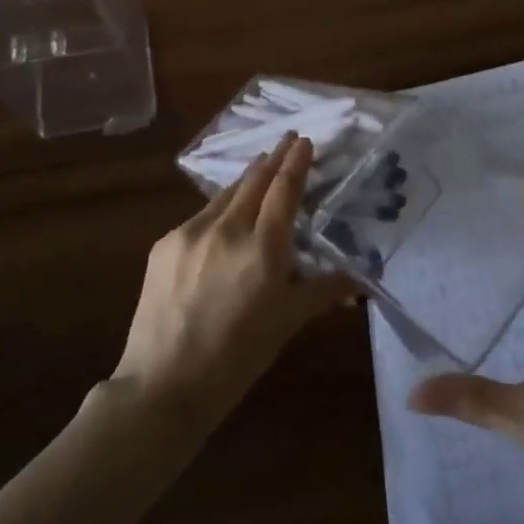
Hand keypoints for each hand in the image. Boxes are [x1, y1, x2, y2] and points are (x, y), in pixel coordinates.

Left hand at [110, 133, 353, 430]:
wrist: (163, 384)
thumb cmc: (237, 357)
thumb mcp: (287, 323)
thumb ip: (323, 291)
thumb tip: (360, 278)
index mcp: (263, 248)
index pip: (284, 190)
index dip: (296, 162)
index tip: (304, 140)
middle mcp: (227, 229)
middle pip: (254, 181)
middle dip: (273, 158)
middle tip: (287, 139)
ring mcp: (191, 233)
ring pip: (226, 195)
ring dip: (246, 179)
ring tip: (260, 167)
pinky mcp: (165, 245)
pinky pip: (201, 217)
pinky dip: (220, 208)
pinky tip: (224, 215)